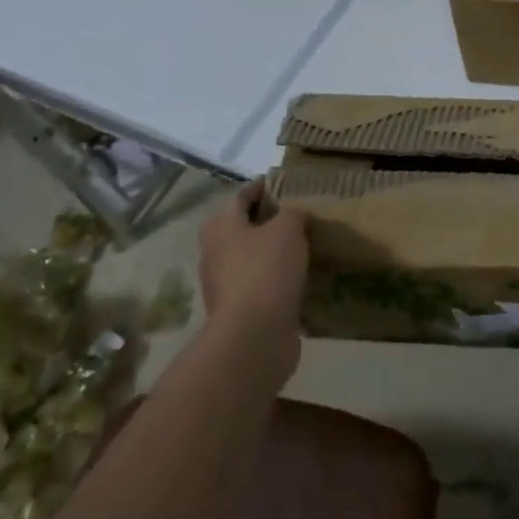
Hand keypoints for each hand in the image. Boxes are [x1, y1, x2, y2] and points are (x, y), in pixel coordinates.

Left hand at [196, 179, 307, 378]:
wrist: (254, 335)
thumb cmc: (266, 270)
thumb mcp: (287, 228)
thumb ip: (292, 213)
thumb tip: (295, 214)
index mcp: (221, 226)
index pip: (241, 196)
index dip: (263, 187)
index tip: (286, 184)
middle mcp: (215, 252)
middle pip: (241, 227)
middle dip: (266, 220)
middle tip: (297, 215)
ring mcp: (224, 284)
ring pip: (250, 257)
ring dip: (271, 251)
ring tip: (303, 246)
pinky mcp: (239, 310)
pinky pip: (260, 284)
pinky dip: (276, 278)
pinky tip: (299, 277)